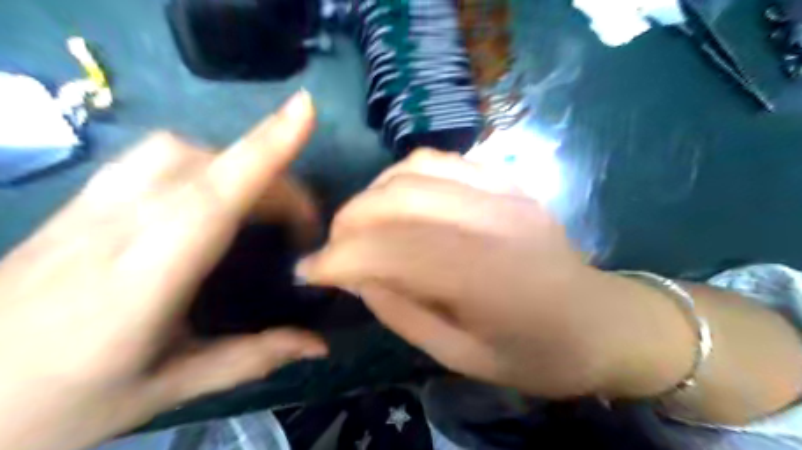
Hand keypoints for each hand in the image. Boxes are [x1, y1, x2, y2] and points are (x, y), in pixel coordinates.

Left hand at [0, 89, 327, 449]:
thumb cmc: (59, 403)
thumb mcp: (168, 388)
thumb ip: (252, 358)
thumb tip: (319, 345)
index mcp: (143, 278)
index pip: (216, 195)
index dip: (265, 148)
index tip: (305, 109)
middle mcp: (116, 226)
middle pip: (208, 166)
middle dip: (273, 175)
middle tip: (301, 224)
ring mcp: (89, 207)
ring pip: (176, 151)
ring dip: (234, 163)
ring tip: (260, 204)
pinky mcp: (78, 202)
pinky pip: (151, 158)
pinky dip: (200, 161)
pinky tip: (209, 192)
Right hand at [301, 149, 696, 395]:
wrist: (602, 322)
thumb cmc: (535, 354)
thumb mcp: (460, 356)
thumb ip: (401, 311)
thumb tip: (354, 276)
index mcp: (488, 279)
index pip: (393, 249)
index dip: (340, 258)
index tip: (309, 273)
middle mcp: (495, 222)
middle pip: (399, 198)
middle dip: (349, 221)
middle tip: (334, 249)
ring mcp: (505, 192)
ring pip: (415, 169)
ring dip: (373, 194)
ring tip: (362, 224)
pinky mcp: (509, 181)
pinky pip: (443, 160)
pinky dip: (405, 177)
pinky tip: (399, 202)